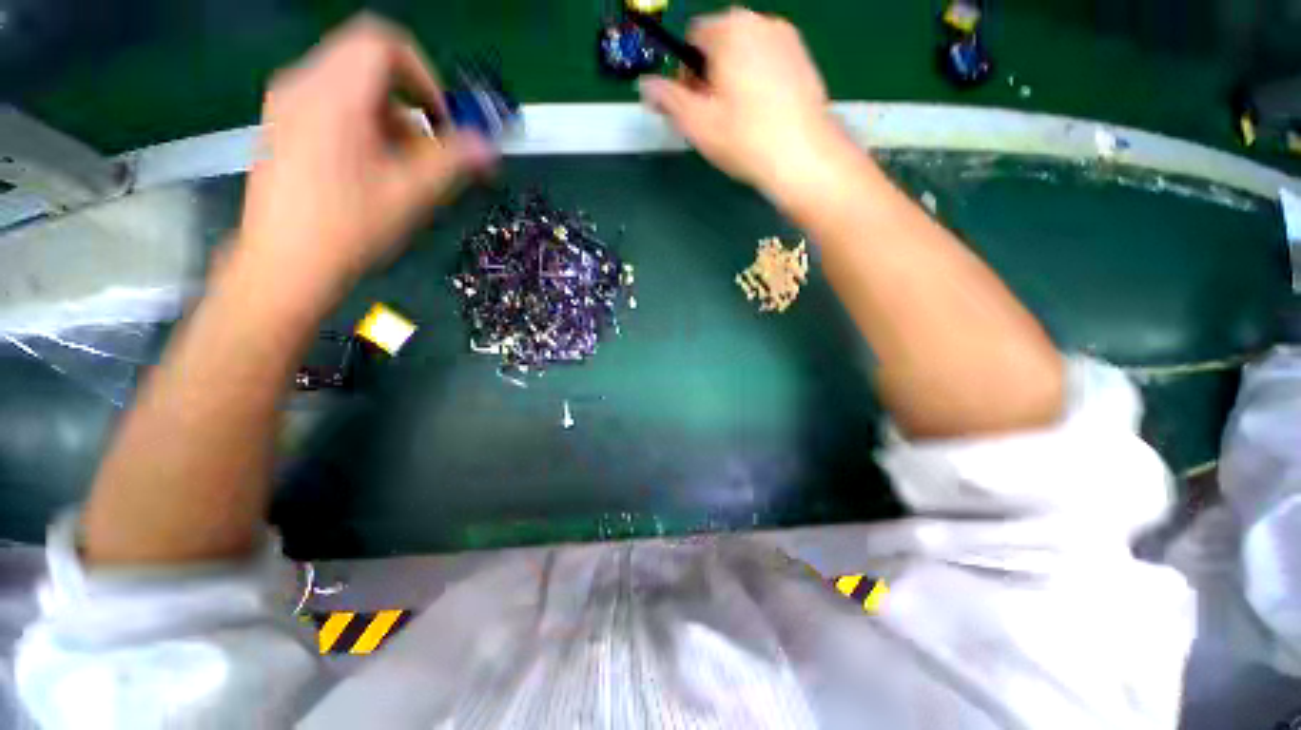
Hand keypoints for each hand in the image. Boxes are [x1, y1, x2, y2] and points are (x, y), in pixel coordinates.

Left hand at [236, 14, 495, 308]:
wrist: (284, 264)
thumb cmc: (349, 228)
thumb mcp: (412, 194)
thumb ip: (454, 162)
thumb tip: (489, 147)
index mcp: (334, 95)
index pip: (384, 42)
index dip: (424, 74)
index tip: (441, 118)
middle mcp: (303, 85)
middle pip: (368, 61)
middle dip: (409, 101)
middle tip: (425, 148)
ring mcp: (286, 103)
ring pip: (350, 83)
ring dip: (388, 116)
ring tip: (400, 166)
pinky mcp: (281, 123)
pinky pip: (331, 101)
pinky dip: (362, 122)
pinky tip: (370, 166)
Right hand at [638, 8, 840, 199]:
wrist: (803, 157)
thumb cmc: (746, 140)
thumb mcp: (696, 123)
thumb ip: (666, 98)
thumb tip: (646, 86)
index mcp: (729, 30)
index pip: (692, 39)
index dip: (685, 73)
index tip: (692, 105)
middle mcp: (760, 22)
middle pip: (720, 43)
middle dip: (710, 75)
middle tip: (713, 116)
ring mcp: (786, 38)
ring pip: (745, 54)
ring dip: (733, 79)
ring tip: (738, 120)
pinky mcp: (804, 58)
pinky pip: (768, 63)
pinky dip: (758, 82)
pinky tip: (761, 116)